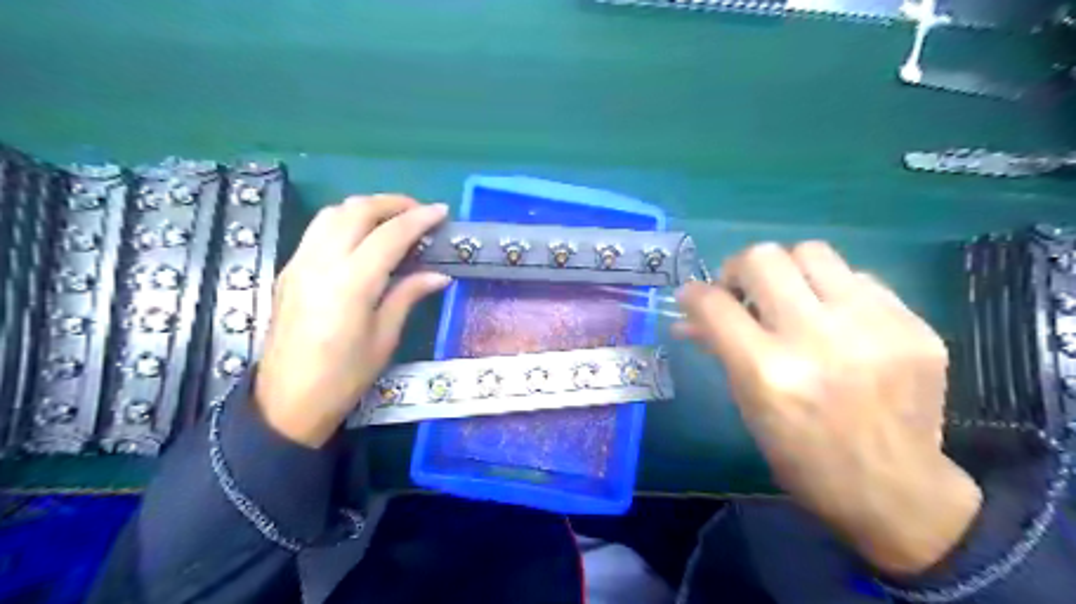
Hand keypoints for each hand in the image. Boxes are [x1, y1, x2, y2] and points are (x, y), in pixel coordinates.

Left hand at [255, 197, 451, 447]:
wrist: (287, 401)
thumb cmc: (344, 377)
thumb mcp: (384, 338)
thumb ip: (408, 295)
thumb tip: (439, 275)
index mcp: (352, 283)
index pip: (390, 235)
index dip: (419, 219)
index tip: (442, 212)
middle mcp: (322, 263)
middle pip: (356, 210)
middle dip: (392, 203)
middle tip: (419, 213)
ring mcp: (300, 263)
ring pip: (332, 213)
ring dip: (366, 207)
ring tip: (393, 219)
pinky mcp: (289, 270)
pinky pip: (318, 230)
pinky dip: (345, 221)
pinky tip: (363, 238)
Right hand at [679, 241, 981, 575]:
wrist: (895, 490)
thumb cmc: (802, 455)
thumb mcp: (749, 406)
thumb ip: (720, 350)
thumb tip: (689, 317)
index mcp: (769, 372)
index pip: (715, 304)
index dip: (694, 294)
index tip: (692, 296)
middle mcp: (818, 340)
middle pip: (764, 258)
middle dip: (739, 268)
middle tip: (742, 290)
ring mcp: (873, 327)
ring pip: (812, 251)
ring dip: (789, 270)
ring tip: (791, 297)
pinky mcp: (914, 325)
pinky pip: (859, 278)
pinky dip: (834, 292)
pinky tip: (837, 320)